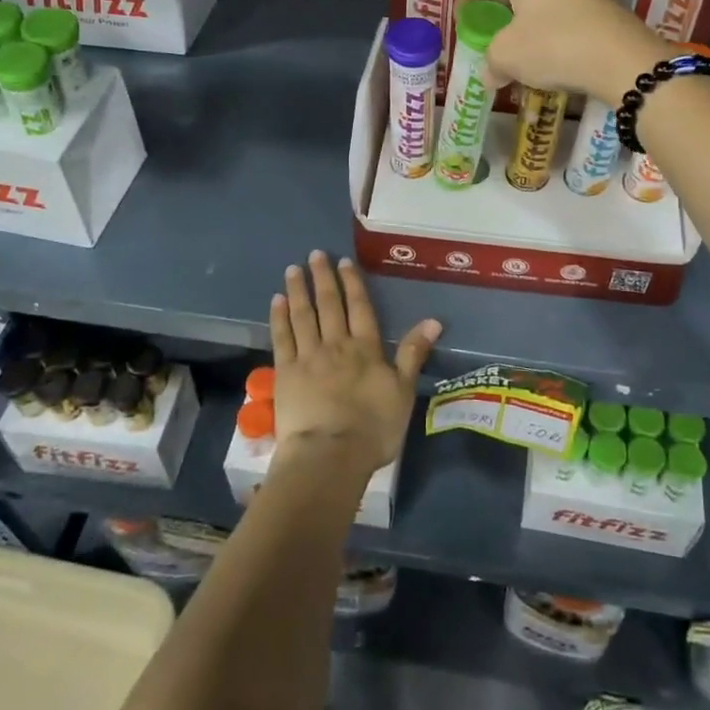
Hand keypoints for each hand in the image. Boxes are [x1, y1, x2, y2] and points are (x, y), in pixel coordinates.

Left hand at [268, 251, 439, 477]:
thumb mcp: (403, 391)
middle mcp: (336, 344)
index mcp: (365, 348)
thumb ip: (414, 354)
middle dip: (323, 278)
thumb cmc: (373, 427)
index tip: (343, 261)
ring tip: (293, 269)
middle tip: (315, 254)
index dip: (352, 283)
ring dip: (299, 290)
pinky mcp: (285, 373)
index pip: (359, 308)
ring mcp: (308, 357)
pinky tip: (276, 301)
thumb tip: (434, 320)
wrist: (330, 454)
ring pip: (303, 315)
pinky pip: (282, 338)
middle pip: (329, 305)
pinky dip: (279, 317)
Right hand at [457, 0, 671, 105]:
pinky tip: (550, 47)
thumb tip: (490, 75)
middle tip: (489, 30)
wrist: (624, 60)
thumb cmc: (553, 45)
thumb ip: (491, 61)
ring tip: (519, 41)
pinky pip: (567, 6)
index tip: (460, 22)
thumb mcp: (507, 56)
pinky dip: (552, 23)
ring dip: (527, 15)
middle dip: (499, 6)